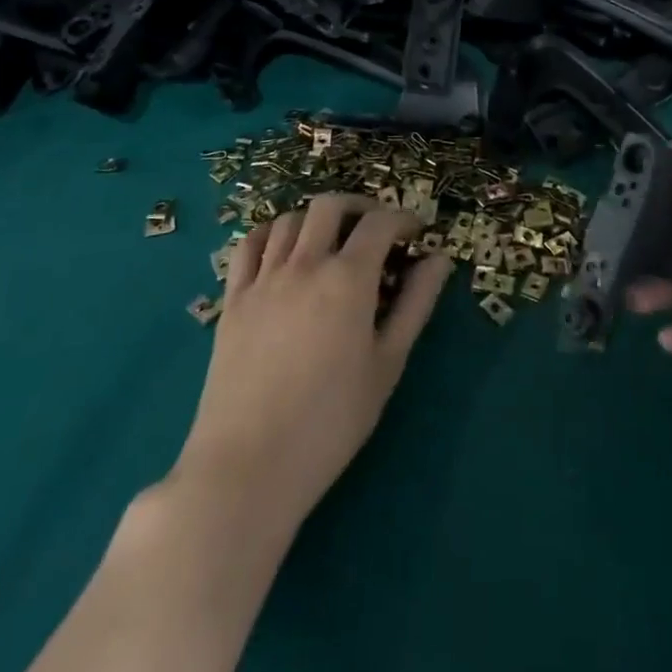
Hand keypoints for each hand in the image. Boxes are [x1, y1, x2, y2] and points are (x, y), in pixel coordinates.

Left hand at [174, 195, 452, 529]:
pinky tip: (282, 249)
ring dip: (316, 219)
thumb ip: (415, 304)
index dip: (403, 218)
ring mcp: (262, 279)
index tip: (416, 232)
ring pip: (288, 220)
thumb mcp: (387, 364)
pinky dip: (270, 234)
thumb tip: (439, 260)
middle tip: (375, 228)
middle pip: (329, 206)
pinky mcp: (232, 300)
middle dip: (359, 207)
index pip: (379, 223)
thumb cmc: (331, 421)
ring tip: (331, 240)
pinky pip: (248, 246)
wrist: (250, 465)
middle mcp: (304, 264)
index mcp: (347, 279)